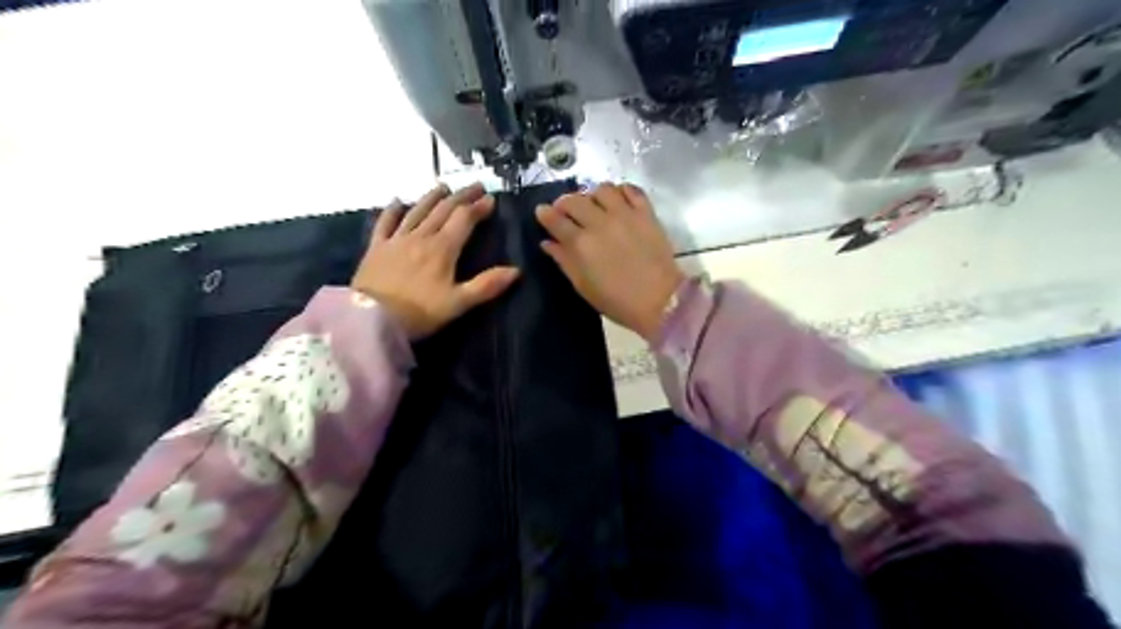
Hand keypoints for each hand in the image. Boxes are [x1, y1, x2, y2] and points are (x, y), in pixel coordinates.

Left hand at [353, 182, 520, 339]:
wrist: (370, 320)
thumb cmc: (418, 313)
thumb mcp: (458, 303)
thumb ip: (487, 285)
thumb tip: (516, 270)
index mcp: (442, 249)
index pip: (464, 220)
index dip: (478, 208)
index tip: (490, 199)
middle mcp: (420, 237)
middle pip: (443, 210)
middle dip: (461, 197)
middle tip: (474, 186)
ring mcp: (396, 240)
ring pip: (417, 211)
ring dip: (432, 197)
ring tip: (443, 187)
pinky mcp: (376, 248)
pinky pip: (385, 223)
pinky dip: (392, 210)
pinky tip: (396, 201)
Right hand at [533, 182, 684, 341]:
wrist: (659, 301)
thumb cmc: (617, 301)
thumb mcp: (583, 286)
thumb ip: (564, 261)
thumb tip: (547, 243)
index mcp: (581, 244)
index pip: (555, 220)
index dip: (545, 214)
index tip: (542, 212)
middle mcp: (600, 223)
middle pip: (574, 200)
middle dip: (564, 202)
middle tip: (566, 210)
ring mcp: (625, 215)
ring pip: (602, 189)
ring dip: (593, 195)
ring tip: (595, 205)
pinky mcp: (646, 213)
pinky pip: (632, 190)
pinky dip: (622, 191)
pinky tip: (618, 201)